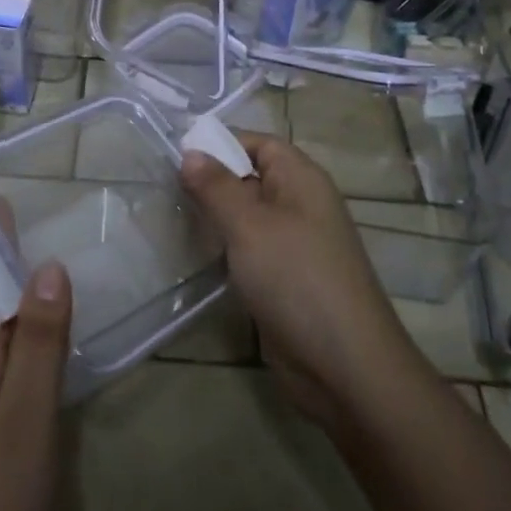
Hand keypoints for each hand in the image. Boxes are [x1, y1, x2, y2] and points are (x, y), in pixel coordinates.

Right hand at [181, 133, 419, 428]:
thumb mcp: (249, 226)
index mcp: (302, 179)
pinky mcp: (287, 279)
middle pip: (251, 177)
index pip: (258, 143)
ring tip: (173, 216)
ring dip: (217, 216)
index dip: (220, 143)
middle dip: (212, 180)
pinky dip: (227, 247)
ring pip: (249, 215)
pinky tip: (199, 255)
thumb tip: (190, 152)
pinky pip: (252, 248)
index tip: (176, 153)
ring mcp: (296, 244)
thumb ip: (217, 187)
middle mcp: (301, 204)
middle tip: (164, 187)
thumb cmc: (296, 279)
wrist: (345, 367)